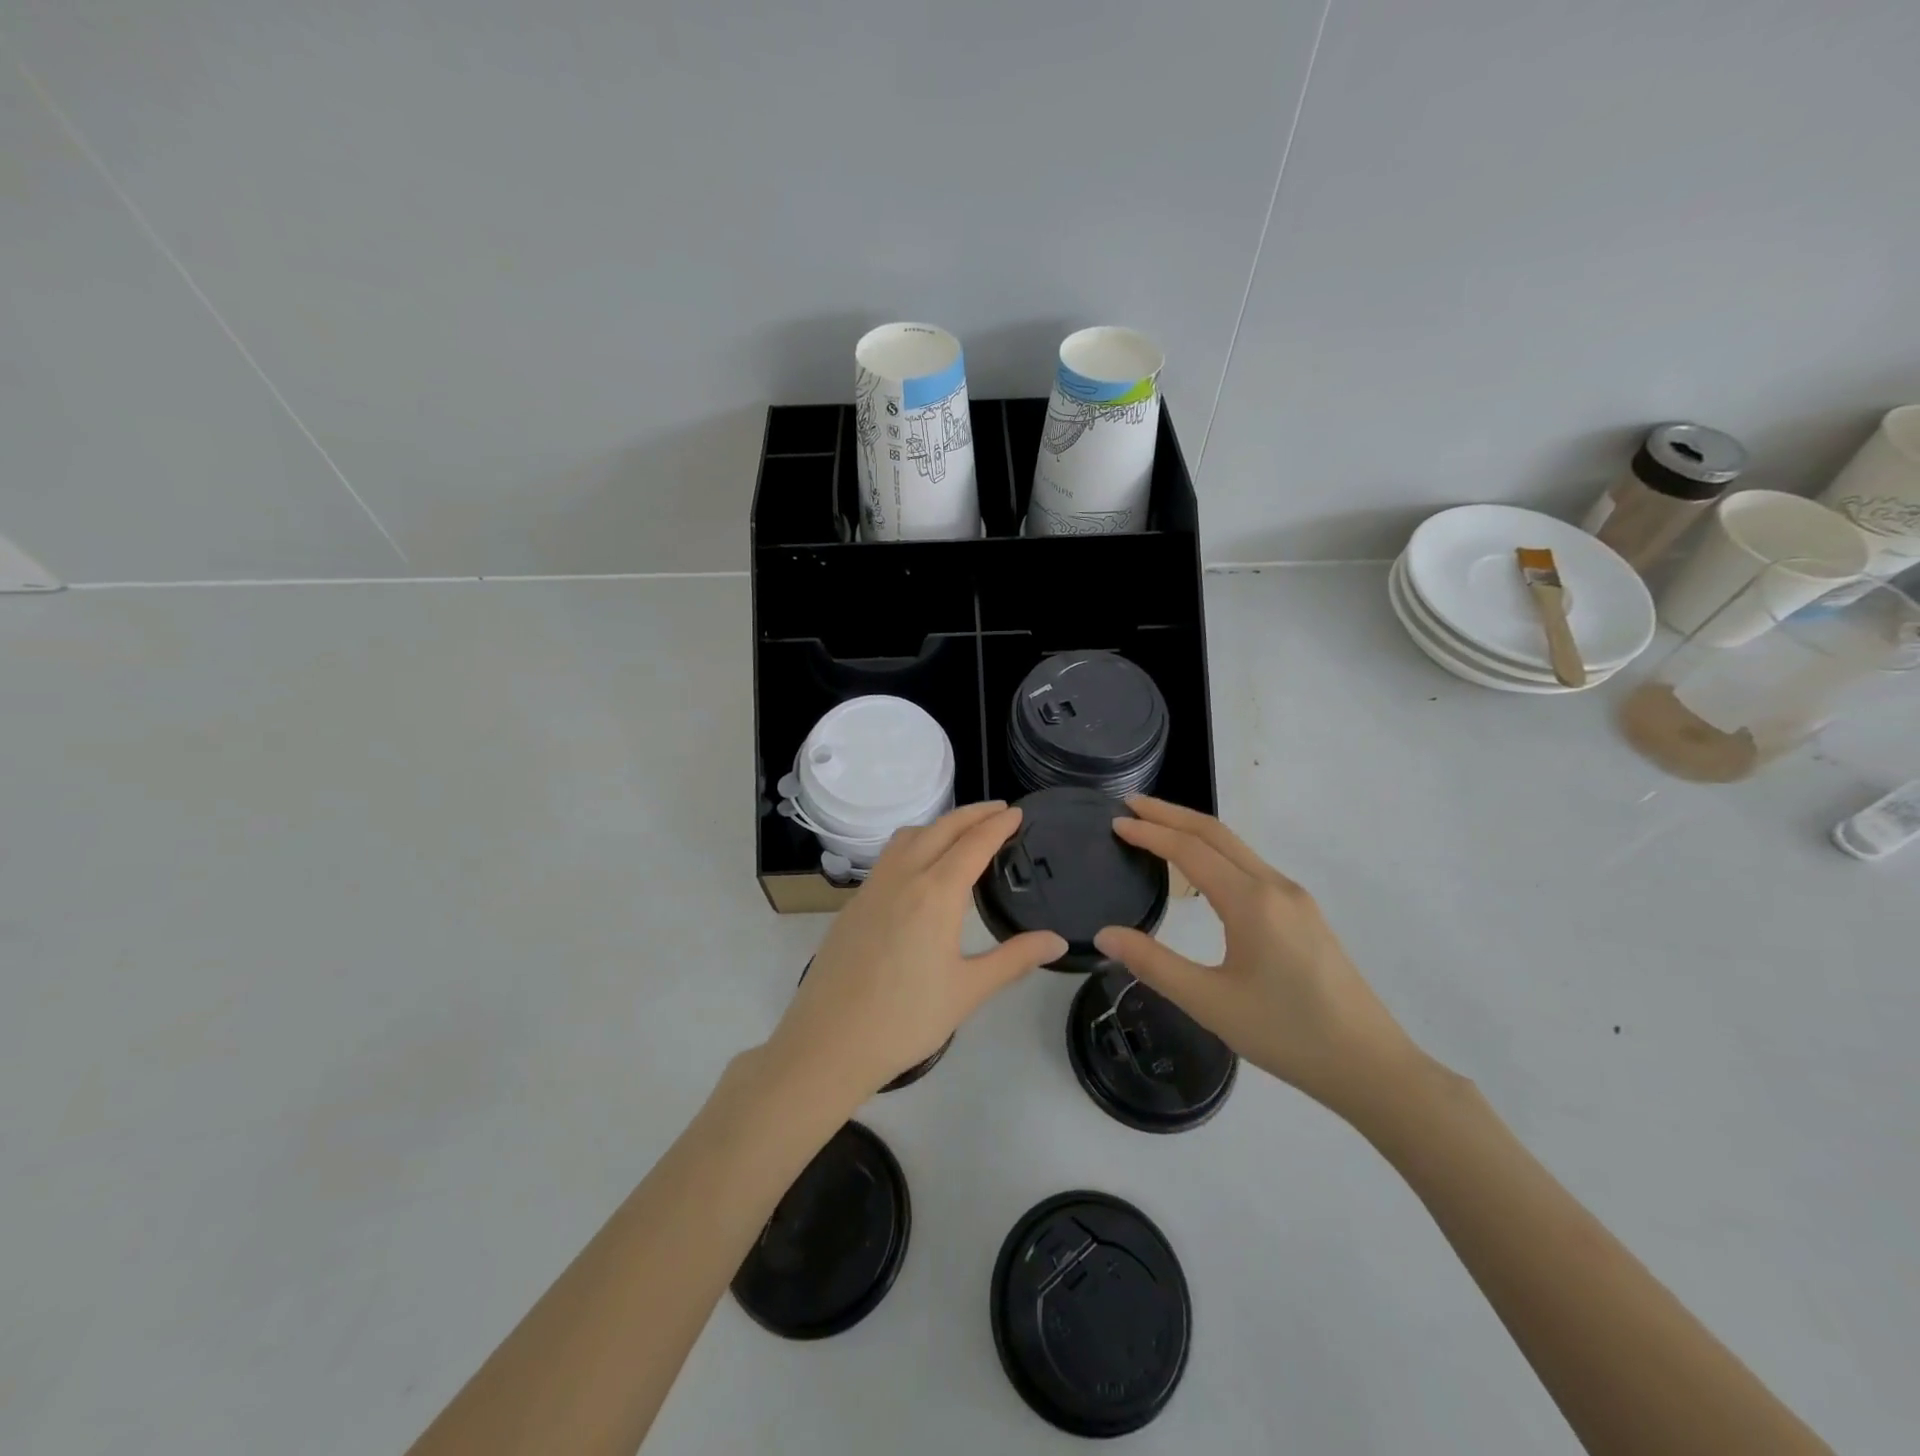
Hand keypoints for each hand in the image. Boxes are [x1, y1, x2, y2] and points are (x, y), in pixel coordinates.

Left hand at [765, 802, 1066, 1107]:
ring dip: (940, 824)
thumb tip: (1057, 941)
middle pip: (941, 829)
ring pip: (909, 836)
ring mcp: (873, 887)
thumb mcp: (969, 990)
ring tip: (962, 831)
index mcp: (936, 894)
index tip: (1018, 812)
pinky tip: (921, 865)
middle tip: (999, 810)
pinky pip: (889, 856)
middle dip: (972, 814)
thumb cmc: (906, 1019)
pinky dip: (914, 842)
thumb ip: (1015, 959)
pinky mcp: (854, 903)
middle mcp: (903, 878)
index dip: (998, 825)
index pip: (973, 844)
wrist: (829, 1042)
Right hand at [1093, 796, 1420, 1115]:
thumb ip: (1153, 964)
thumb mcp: (1210, 1003)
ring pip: (1237, 848)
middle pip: (1216, 834)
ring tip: (1157, 829)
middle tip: (1130, 805)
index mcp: (1251, 902)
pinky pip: (1251, 866)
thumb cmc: (1286, 1034)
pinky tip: (1202, 871)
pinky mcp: (1305, 915)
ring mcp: (1296, 899)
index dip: (1150, 832)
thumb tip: (1105, 934)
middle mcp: (1275, 887)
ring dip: (1194, 831)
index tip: (1115, 821)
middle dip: (1171, 814)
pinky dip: (1216, 853)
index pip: (1190, 850)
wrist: (1370, 1066)